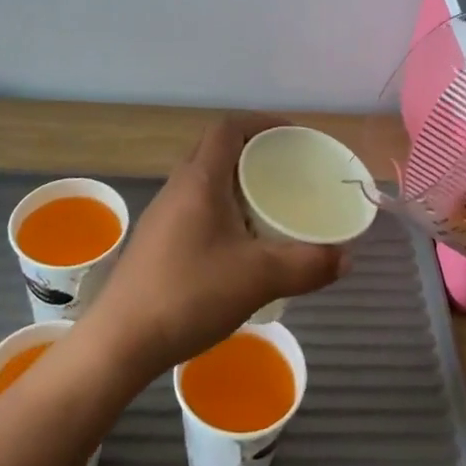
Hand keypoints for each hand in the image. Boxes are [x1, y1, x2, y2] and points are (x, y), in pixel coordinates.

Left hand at [80, 114, 347, 379]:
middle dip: (254, 151)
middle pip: (217, 149)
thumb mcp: (258, 279)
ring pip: (205, 179)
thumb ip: (307, 265)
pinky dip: (223, 208)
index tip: (294, 138)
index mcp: (200, 180)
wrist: (119, 342)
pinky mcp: (157, 241)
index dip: (262, 122)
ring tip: (269, 204)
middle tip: (288, 170)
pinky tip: (240, 244)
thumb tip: (346, 257)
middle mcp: (178, 187)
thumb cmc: (188, 294)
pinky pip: (196, 206)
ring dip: (237, 181)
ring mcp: (163, 215)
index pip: (229, 127)